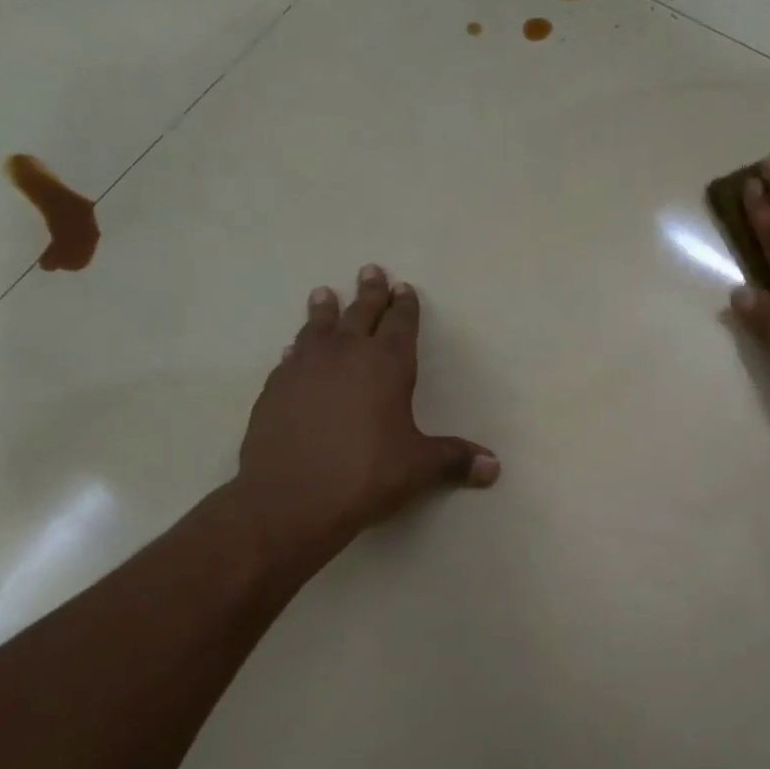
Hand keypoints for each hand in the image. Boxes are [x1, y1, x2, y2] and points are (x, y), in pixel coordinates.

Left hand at [231, 265, 498, 574]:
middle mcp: (346, 355)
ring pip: (318, 327)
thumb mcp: (418, 467)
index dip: (404, 305)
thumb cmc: (366, 475)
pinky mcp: (275, 388)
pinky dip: (297, 348)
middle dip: (369, 292)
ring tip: (324, 293)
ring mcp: (305, 368)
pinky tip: (293, 349)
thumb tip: (494, 467)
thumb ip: (455, 459)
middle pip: (360, 313)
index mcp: (387, 365)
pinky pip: (290, 357)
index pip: (400, 324)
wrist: (291, 498)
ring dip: (325, 310)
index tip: (403, 287)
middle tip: (371, 270)